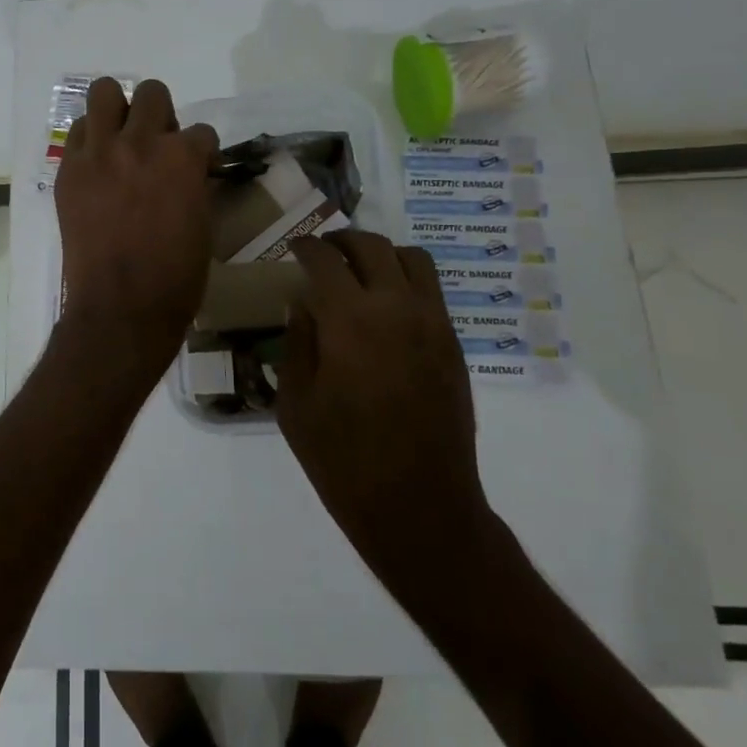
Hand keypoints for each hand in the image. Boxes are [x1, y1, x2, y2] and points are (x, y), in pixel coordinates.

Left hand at [55, 78, 218, 357]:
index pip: (201, 132)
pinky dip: (91, 140)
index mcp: (182, 158)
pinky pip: (78, 131)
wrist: (120, 307)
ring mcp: (99, 153)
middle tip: (156, 145)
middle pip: (152, 93)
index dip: (201, 151)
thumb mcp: (201, 224)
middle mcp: (140, 143)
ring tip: (121, 139)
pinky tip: (97, 165)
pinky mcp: (70, 169)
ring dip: (119, 110)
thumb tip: (186, 173)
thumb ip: (193, 185)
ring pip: (104, 92)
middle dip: (160, 114)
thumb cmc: (175, 277)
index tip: (196, 168)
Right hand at [277, 231, 491, 578]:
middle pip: (371, 245)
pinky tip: (384, 309)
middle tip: (322, 253)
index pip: (324, 258)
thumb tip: (304, 303)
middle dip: (341, 241)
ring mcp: (433, 323)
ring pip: (411, 258)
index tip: (293, 248)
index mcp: (349, 320)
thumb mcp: (295, 402)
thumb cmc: (342, 459)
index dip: (305, 246)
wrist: (419, 505)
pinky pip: (430, 290)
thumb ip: (298, 342)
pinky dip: (404, 281)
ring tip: (358, 273)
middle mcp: (396, 307)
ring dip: (380, 254)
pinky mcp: (453, 344)